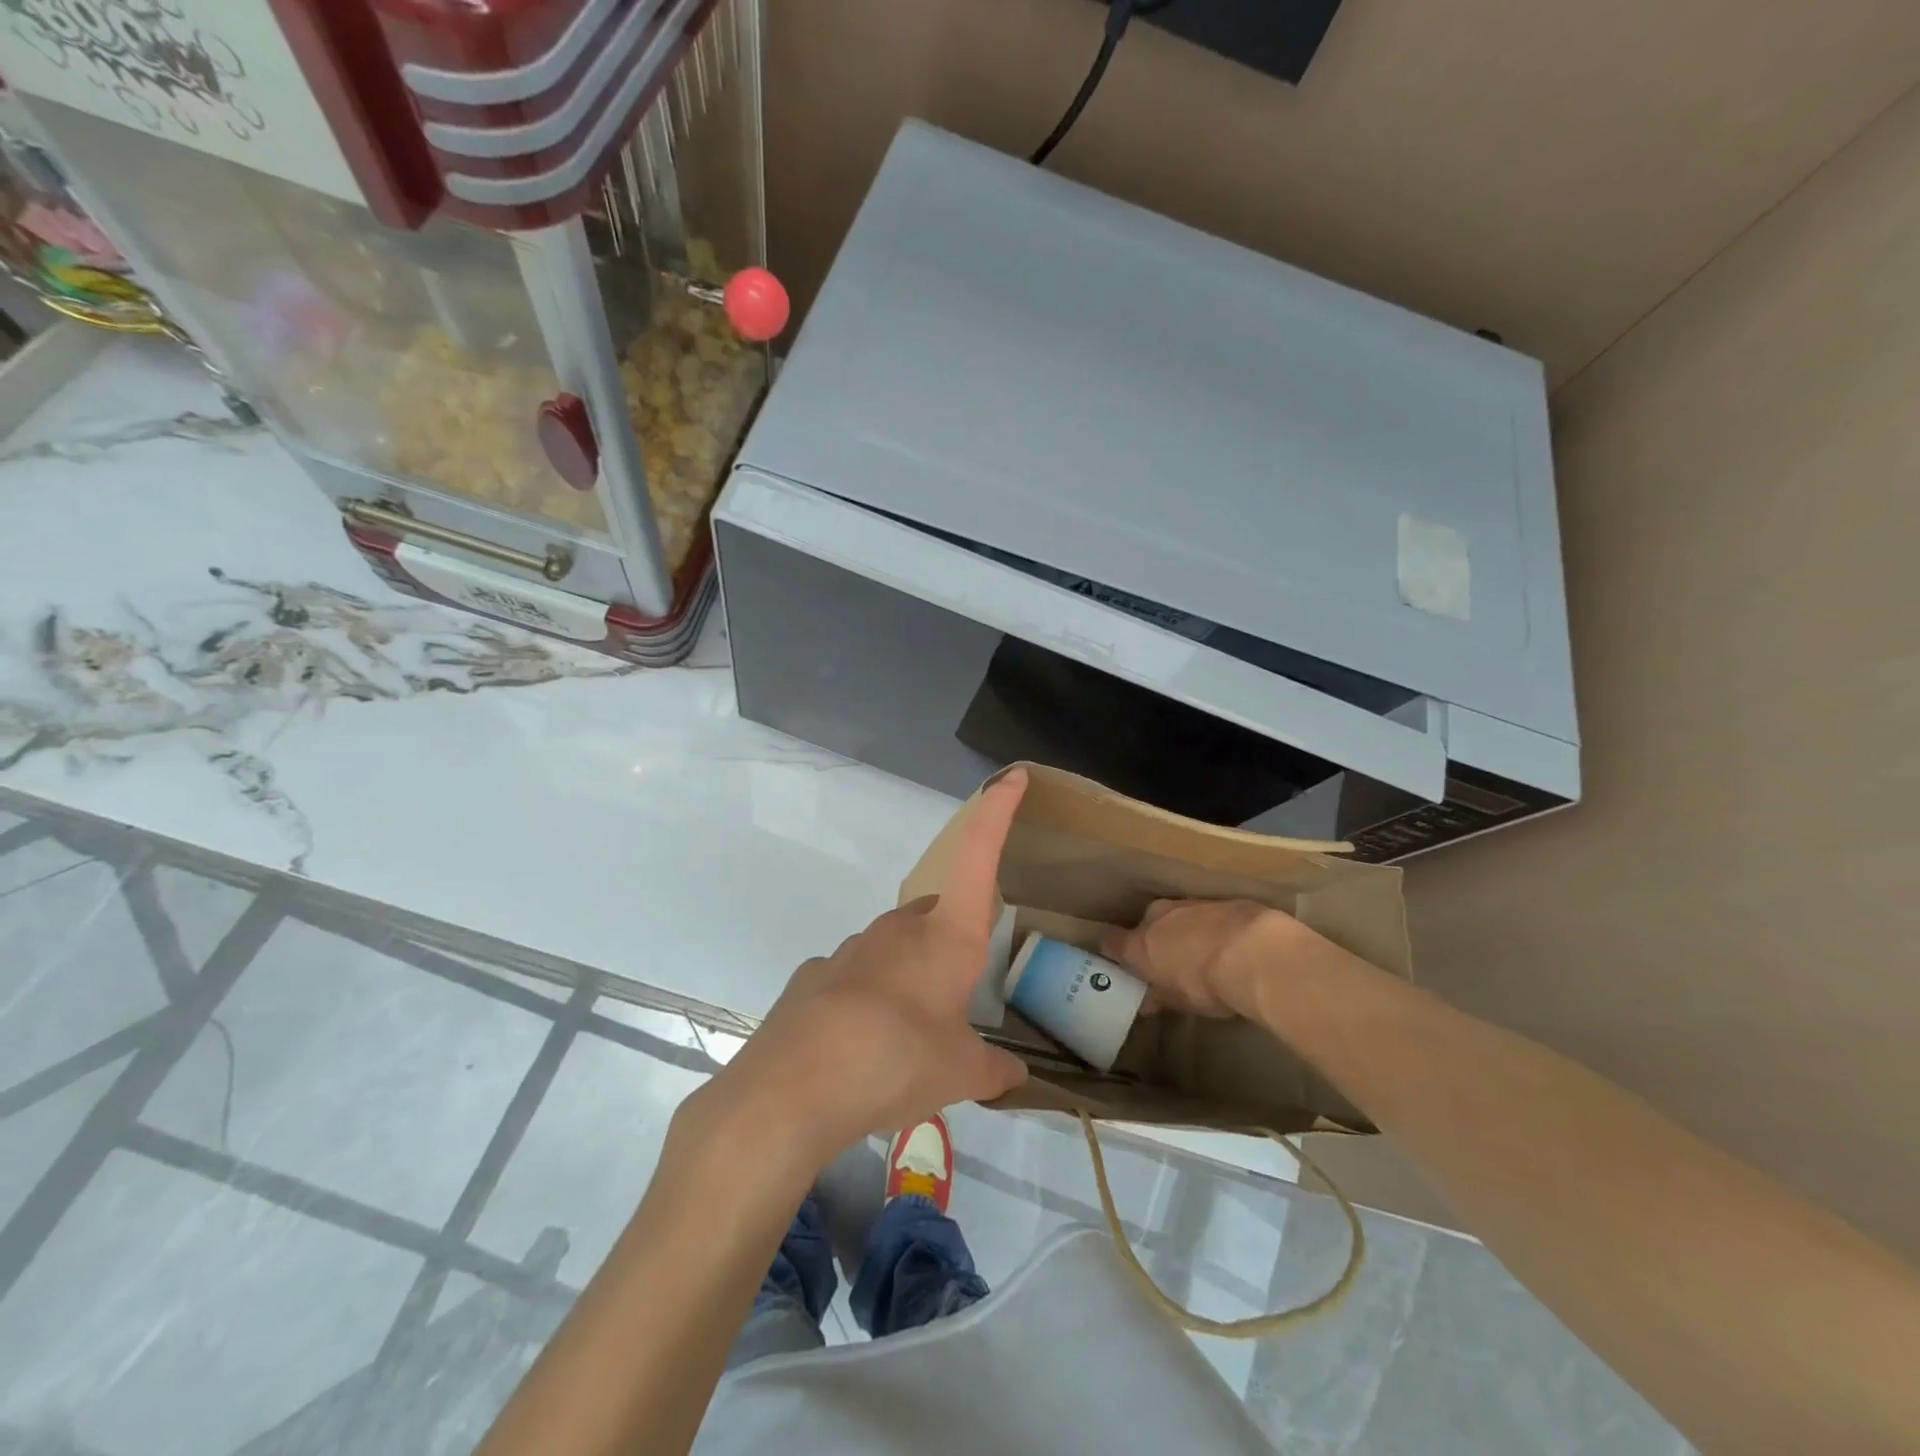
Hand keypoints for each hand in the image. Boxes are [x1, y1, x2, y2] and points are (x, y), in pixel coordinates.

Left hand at [698, 771, 1030, 1172]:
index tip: (1011, 776)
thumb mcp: (960, 1074)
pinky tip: (860, 1042)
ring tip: (909, 1035)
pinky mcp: (815, 974)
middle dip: (951, 944)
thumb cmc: (897, 1062)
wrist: (794, 1088)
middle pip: (937, 916)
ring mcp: (852, 947)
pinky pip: (855, 977)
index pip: (979, 855)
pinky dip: (866, 999)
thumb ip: (994, 1071)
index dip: (997, 811)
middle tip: (957, 998)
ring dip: (910, 975)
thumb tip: (1016, 1077)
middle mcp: (900, 928)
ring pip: (895, 947)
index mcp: (947, 937)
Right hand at [1100, 898, 1298, 1018]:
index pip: (1111, 942)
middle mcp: (1157, 917)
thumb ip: (1160, 996)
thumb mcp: (1179, 1002)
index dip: (1116, 953)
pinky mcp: (1220, 900)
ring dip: (1186, 932)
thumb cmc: (1206, 985)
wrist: (1255, 952)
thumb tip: (1148, 1000)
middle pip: (1146, 925)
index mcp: (1139, 944)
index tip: (1125, 966)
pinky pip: (1207, 914)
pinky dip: (1213, 927)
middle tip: (1171, 964)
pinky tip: (1231, 945)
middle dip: (1156, 941)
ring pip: (1177, 917)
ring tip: (1205, 955)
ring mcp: (1189, 904)